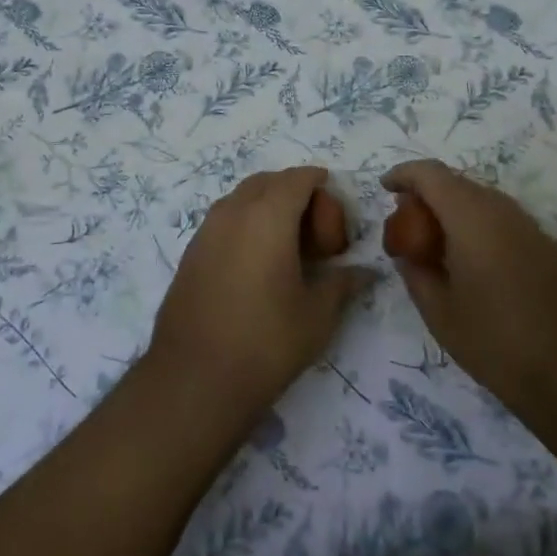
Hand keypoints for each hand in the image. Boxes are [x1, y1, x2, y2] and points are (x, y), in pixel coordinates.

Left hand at [150, 166, 374, 424]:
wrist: (194, 376)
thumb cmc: (265, 341)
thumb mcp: (316, 315)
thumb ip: (342, 284)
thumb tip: (365, 272)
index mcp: (268, 216)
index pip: (297, 179)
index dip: (319, 183)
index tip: (334, 203)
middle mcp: (233, 211)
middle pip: (267, 181)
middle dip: (293, 192)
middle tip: (315, 230)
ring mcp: (207, 229)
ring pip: (242, 197)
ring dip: (267, 205)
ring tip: (287, 244)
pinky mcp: (191, 251)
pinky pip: (224, 218)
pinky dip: (245, 222)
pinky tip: (257, 261)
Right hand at [381, 159, 556, 424]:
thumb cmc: (498, 344)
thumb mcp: (440, 314)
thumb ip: (416, 273)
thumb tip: (408, 254)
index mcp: (471, 218)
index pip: (431, 174)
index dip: (404, 174)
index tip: (385, 188)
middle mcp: (503, 211)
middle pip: (458, 183)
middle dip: (428, 195)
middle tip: (408, 224)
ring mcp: (532, 228)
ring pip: (484, 200)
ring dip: (455, 211)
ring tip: (438, 245)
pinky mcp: (551, 248)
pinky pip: (505, 221)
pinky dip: (481, 227)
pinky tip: (476, 263)